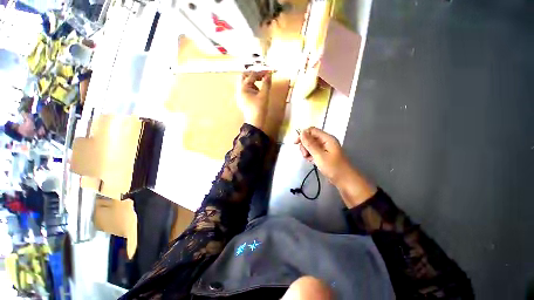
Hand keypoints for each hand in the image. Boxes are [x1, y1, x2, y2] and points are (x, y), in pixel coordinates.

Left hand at [238, 71, 271, 129]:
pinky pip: (246, 90)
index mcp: (243, 88)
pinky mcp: (243, 100)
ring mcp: (240, 95)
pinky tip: (258, 93)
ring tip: (261, 86)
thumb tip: (269, 74)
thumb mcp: (264, 95)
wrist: (255, 123)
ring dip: (253, 81)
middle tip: (263, 76)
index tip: (269, 72)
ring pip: (245, 83)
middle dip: (254, 75)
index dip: (261, 72)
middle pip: (244, 77)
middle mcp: (239, 90)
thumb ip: (266, 83)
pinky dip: (252, 87)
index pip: (252, 75)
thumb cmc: (259, 109)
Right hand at [295, 127, 348, 184]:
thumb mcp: (319, 155)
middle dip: (305, 145)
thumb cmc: (333, 167)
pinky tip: (311, 161)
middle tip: (305, 155)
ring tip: (309, 159)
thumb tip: (301, 132)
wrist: (345, 180)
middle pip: (310, 138)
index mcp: (327, 138)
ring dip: (307, 151)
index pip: (311, 130)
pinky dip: (310, 155)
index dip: (302, 135)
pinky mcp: (323, 154)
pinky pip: (313, 151)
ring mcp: (325, 148)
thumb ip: (310, 144)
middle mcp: (325, 141)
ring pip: (310, 145)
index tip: (295, 143)